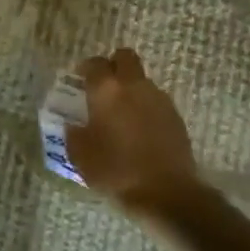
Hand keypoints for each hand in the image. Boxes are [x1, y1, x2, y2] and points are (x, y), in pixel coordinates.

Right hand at [66, 48, 206, 216]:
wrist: (166, 193)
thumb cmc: (115, 170)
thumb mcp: (80, 155)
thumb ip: (73, 133)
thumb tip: (74, 125)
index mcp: (106, 90)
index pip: (94, 63)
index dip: (85, 69)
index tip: (79, 81)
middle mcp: (134, 86)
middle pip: (125, 57)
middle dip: (113, 65)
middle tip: (103, 86)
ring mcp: (159, 99)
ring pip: (142, 80)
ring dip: (130, 88)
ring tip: (121, 113)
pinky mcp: (176, 117)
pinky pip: (155, 101)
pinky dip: (145, 108)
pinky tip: (139, 130)